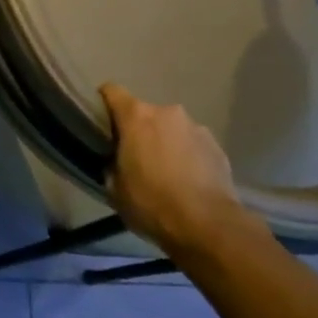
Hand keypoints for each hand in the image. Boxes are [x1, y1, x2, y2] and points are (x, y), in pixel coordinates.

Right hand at [100, 84, 252, 260]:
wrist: (208, 226)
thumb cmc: (152, 203)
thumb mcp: (115, 188)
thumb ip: (111, 164)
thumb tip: (114, 161)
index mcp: (136, 116)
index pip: (111, 91)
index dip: (103, 102)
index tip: (101, 121)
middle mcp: (167, 113)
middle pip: (144, 112)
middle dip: (139, 129)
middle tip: (136, 157)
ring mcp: (196, 127)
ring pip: (171, 128)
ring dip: (166, 142)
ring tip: (166, 172)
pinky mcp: (217, 146)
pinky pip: (193, 144)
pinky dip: (188, 156)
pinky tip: (189, 181)